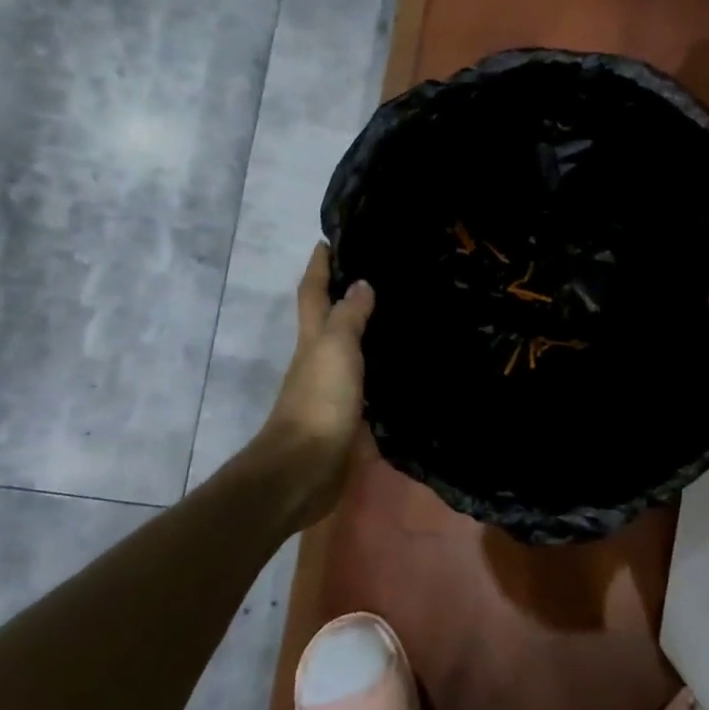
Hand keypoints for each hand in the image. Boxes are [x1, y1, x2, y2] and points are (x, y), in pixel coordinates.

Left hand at [255, 244, 376, 526]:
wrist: (305, 470)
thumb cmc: (319, 402)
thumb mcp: (335, 350)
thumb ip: (349, 317)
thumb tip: (361, 283)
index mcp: (313, 339)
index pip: (314, 293)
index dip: (319, 266)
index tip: (329, 239)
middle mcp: (320, 359)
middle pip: (329, 319)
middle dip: (345, 293)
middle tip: (380, 272)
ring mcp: (334, 389)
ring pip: (351, 350)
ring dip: (366, 330)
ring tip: (400, 312)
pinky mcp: (349, 416)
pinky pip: (367, 381)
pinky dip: (380, 367)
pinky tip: (403, 364)